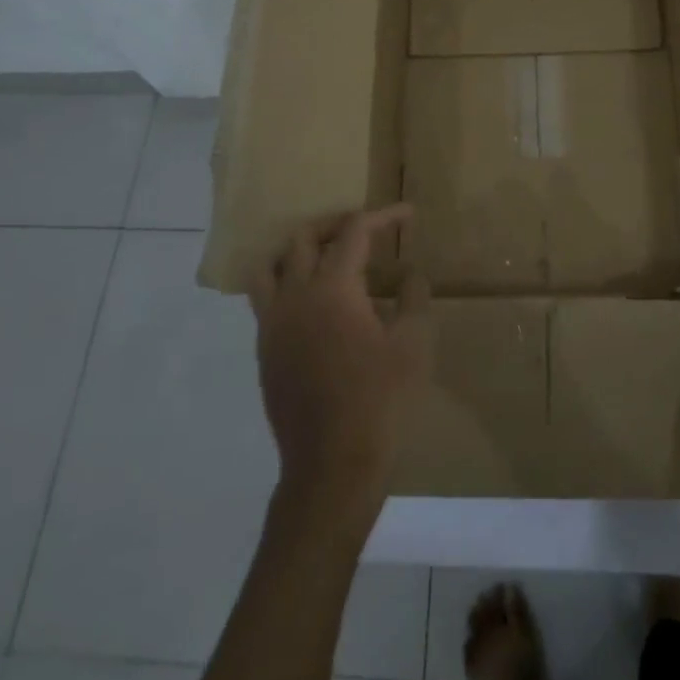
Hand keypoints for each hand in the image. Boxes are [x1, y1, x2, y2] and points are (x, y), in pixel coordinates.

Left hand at [251, 204, 430, 522]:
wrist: (332, 465)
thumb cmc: (381, 400)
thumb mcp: (414, 345)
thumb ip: (414, 298)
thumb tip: (411, 275)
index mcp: (332, 288)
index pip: (354, 232)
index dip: (383, 217)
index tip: (407, 214)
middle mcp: (294, 296)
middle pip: (303, 238)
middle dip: (335, 224)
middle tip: (365, 229)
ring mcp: (273, 324)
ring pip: (272, 266)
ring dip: (299, 251)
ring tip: (327, 258)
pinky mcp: (265, 351)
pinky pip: (266, 299)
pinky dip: (287, 284)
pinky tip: (314, 304)